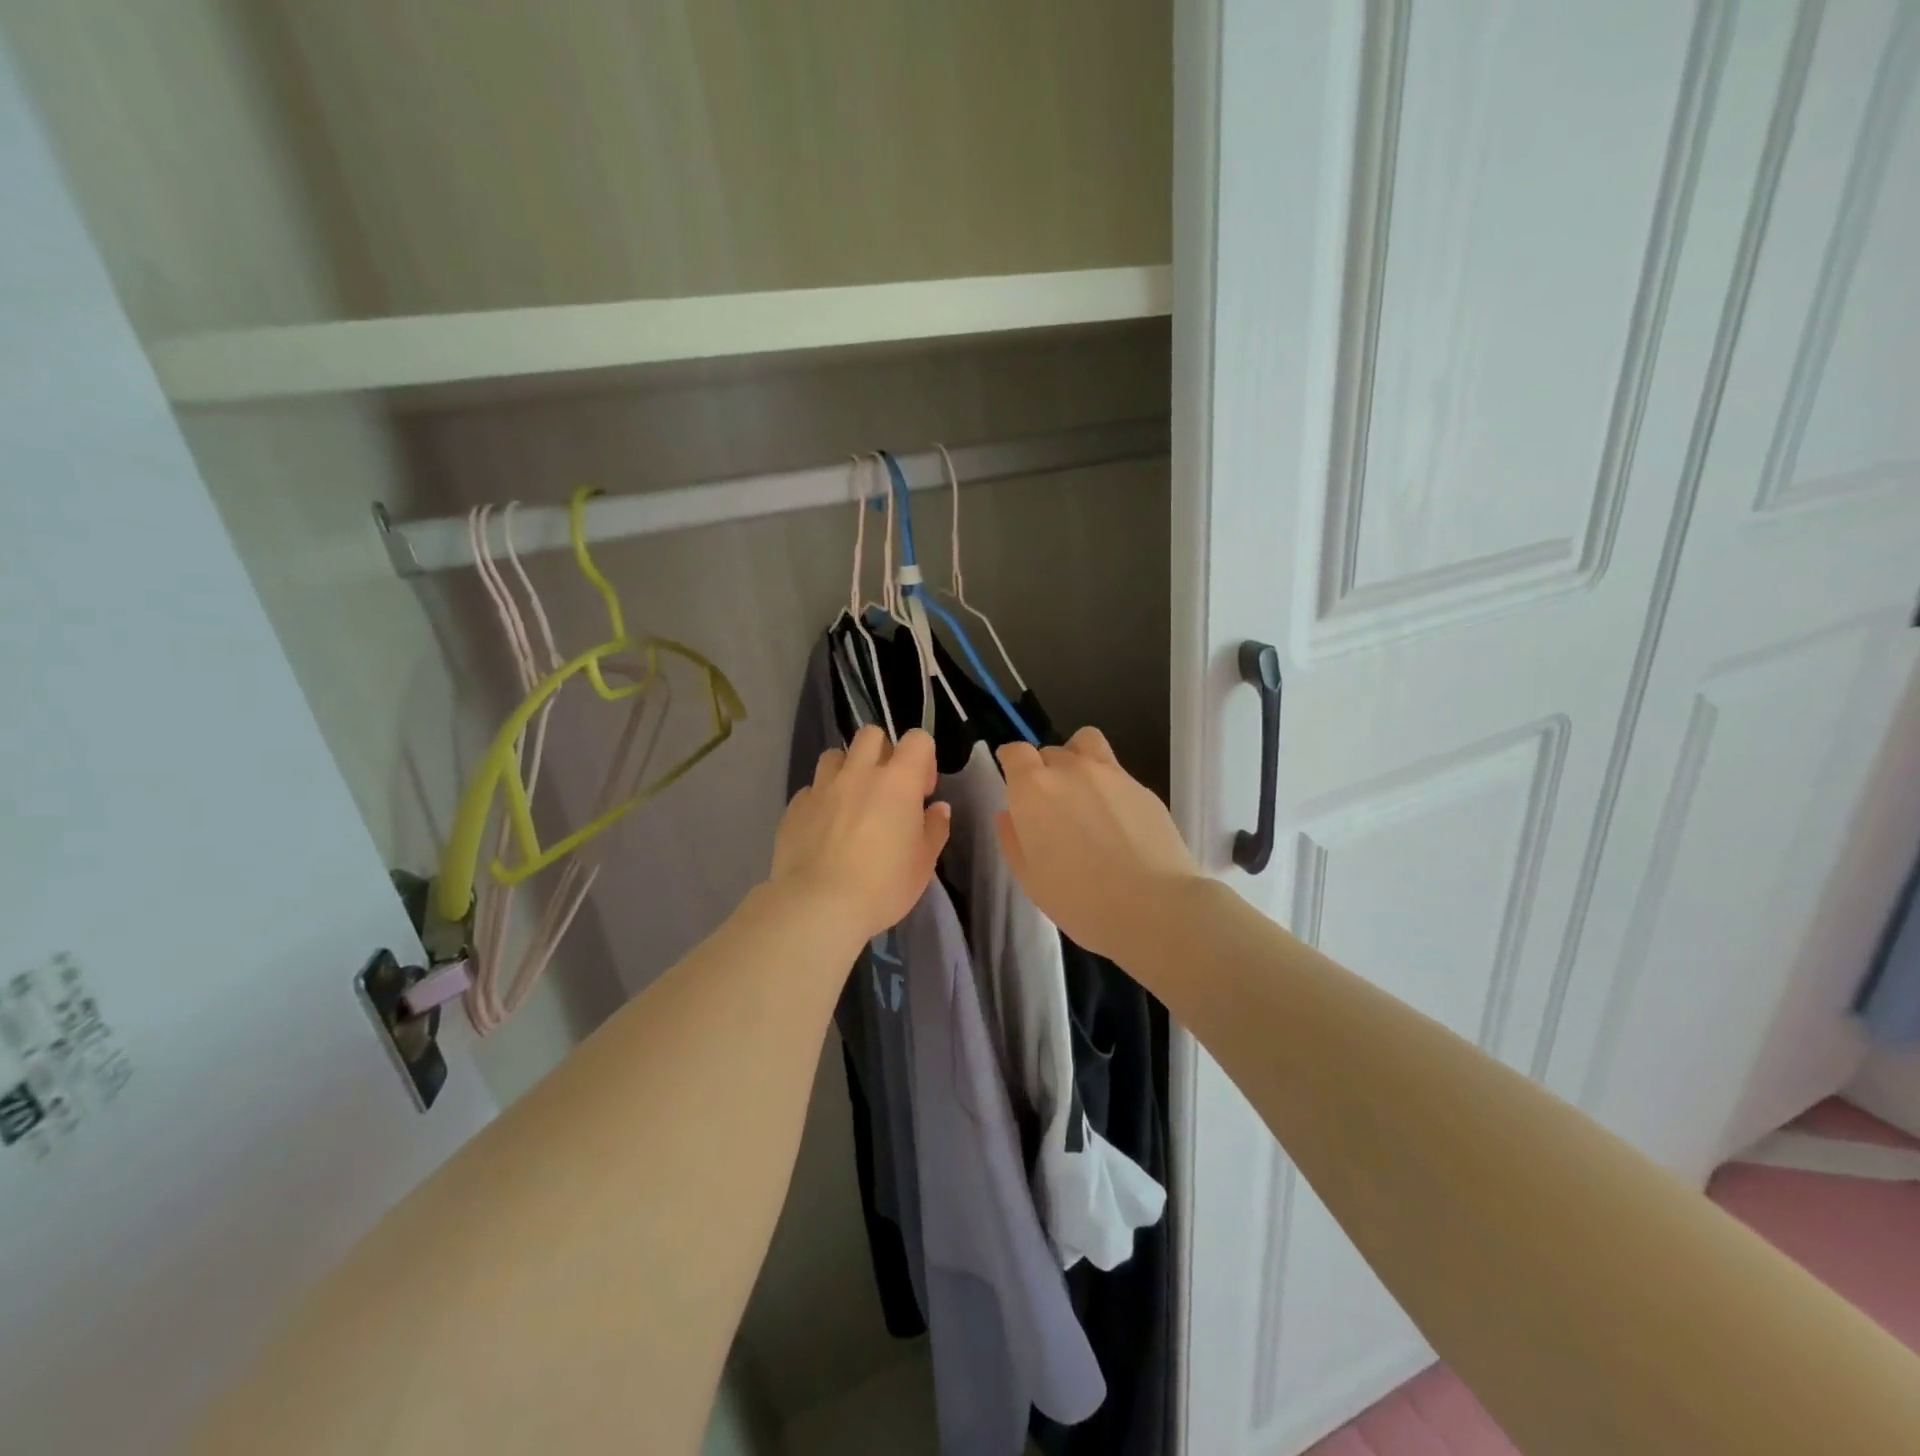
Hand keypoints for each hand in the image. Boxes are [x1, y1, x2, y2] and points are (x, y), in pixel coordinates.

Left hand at [771, 726, 951, 943]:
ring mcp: (822, 787)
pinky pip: (811, 789)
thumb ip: (934, 829)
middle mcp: (858, 773)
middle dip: (882, 752)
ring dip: (847, 770)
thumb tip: (937, 808)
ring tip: (851, 803)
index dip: (923, 759)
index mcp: (897, 781)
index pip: (917, 739)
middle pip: (871, 735)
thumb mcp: (923, 863)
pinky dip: (821, 800)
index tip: (922, 792)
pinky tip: (824, 828)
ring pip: (834, 755)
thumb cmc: (883, 885)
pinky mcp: (794, 807)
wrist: (818, 906)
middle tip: (886, 789)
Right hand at [995, 727, 1201, 960]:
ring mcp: (1111, 773)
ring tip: (1083, 793)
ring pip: (1086, 744)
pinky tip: (1116, 820)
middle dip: (1044, 771)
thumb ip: (1012, 838)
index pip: (1015, 752)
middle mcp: (1070, 769)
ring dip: (1077, 759)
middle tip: (1050, 806)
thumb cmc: (1079, 899)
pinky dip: (1108, 785)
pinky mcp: (1142, 787)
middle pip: (1050, 751)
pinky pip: (1116, 771)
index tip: (1013, 781)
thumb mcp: (1029, 877)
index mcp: (1034, 788)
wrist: (1153, 907)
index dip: (1012, 763)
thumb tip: (1008, 815)